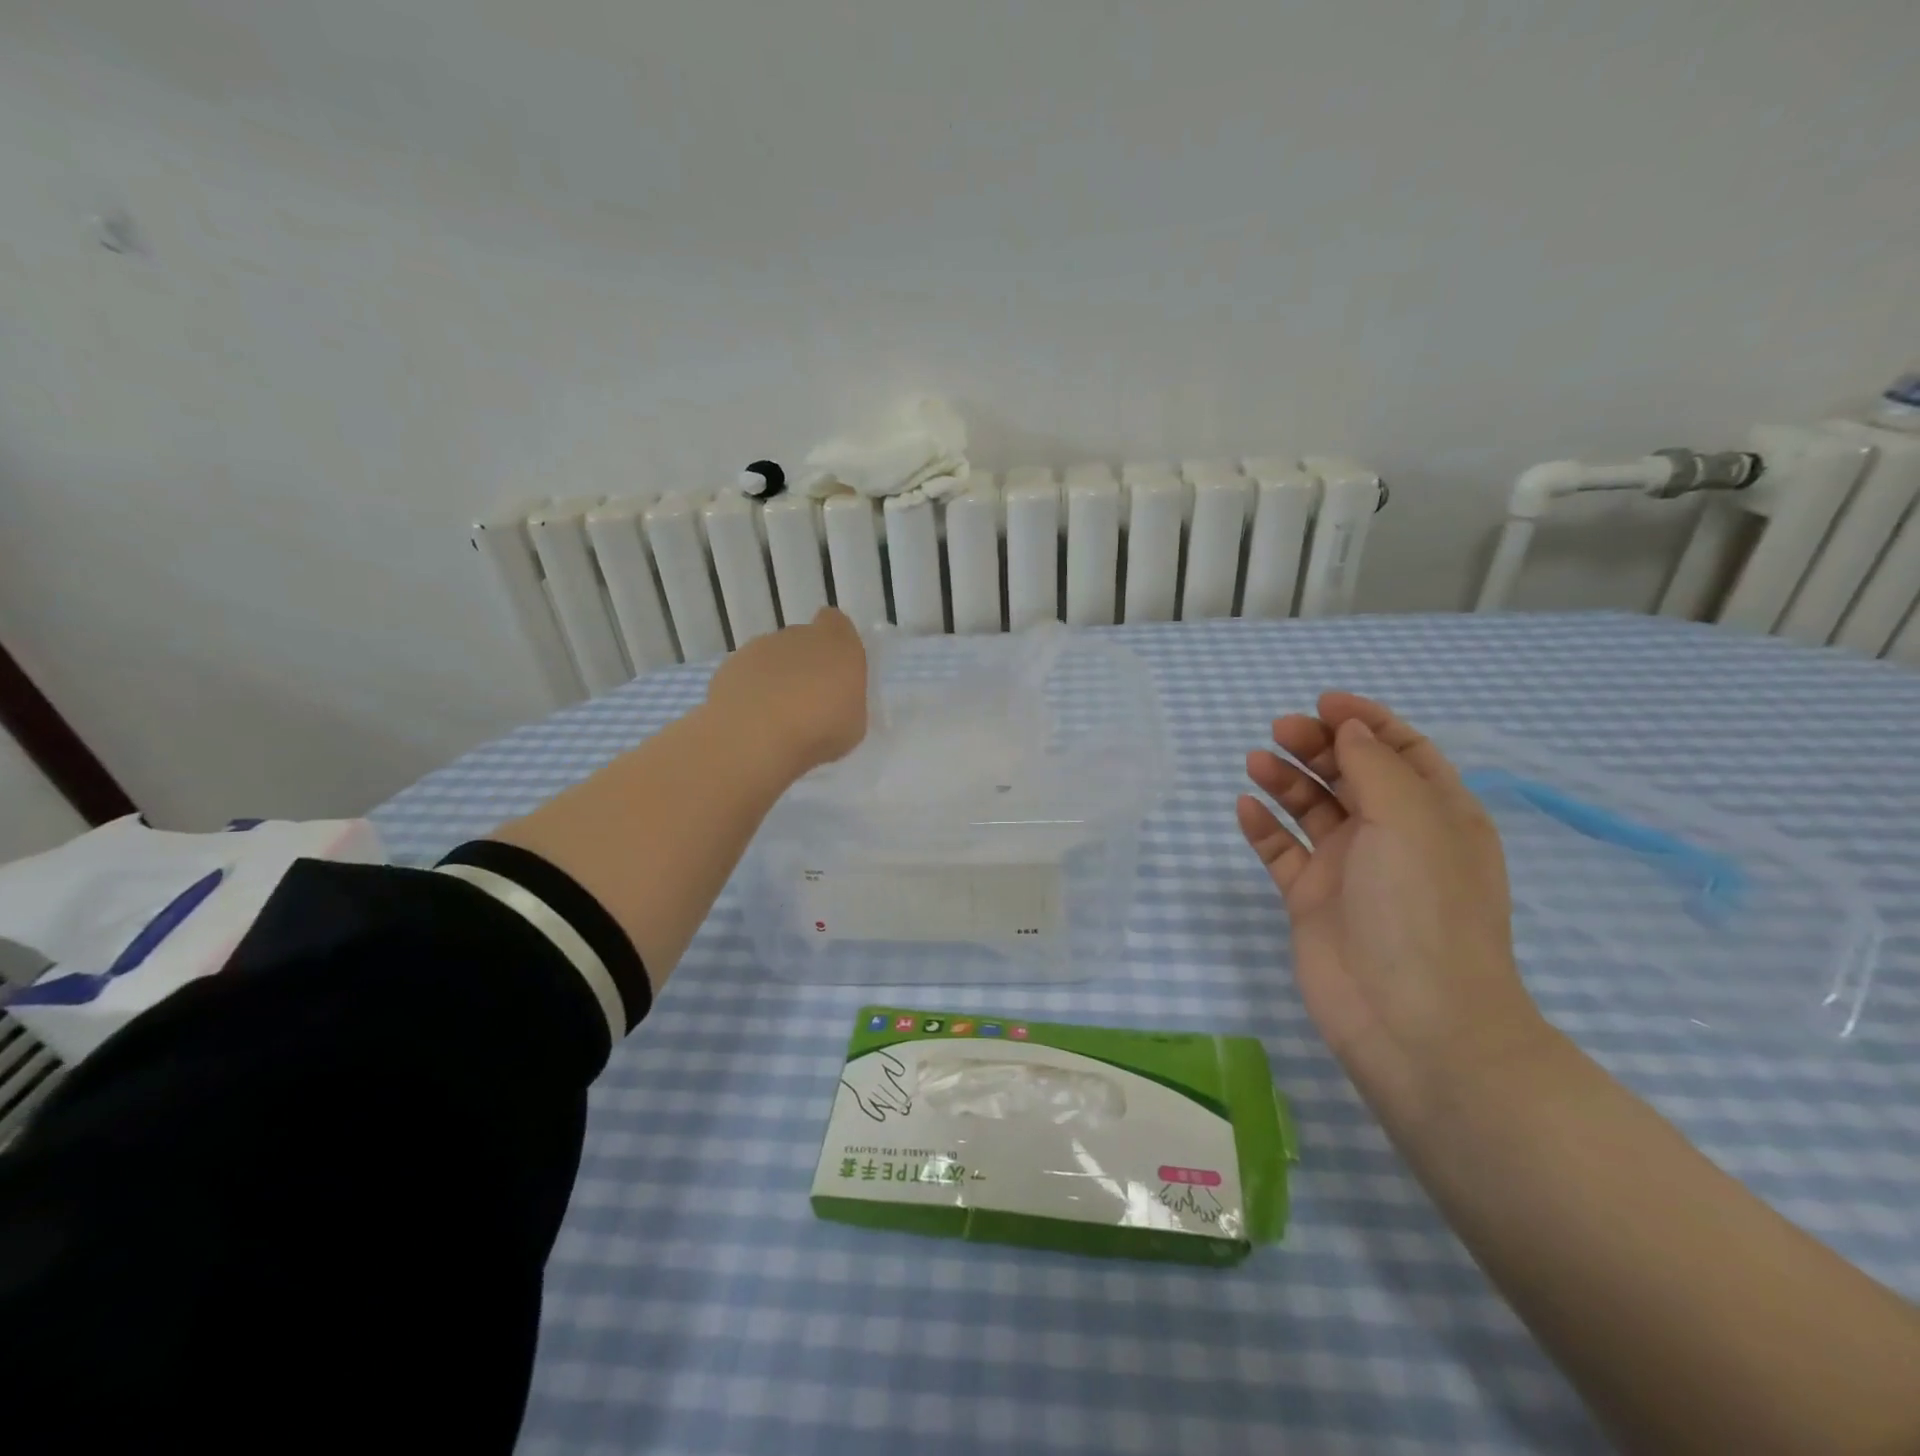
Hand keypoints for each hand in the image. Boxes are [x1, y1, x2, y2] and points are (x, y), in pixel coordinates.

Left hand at [705, 607, 868, 777]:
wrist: (753, 736)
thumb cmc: (818, 730)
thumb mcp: (854, 725)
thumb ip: (846, 703)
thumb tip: (835, 703)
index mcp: (838, 645)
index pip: (836, 623)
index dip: (835, 640)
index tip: (835, 665)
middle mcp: (799, 636)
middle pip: (804, 640)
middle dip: (805, 664)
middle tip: (808, 702)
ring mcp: (761, 648)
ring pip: (773, 657)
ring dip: (776, 678)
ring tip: (777, 717)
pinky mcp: (730, 665)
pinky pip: (747, 674)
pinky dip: (749, 691)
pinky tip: (752, 720)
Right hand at [1236, 693, 1546, 1119]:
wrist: (1411, 1020)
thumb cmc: (1423, 909)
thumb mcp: (1411, 820)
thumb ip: (1375, 766)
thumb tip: (1350, 728)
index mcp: (1436, 815)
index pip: (1401, 751)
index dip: (1365, 721)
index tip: (1323, 703)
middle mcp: (1394, 837)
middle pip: (1350, 774)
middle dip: (1317, 746)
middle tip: (1280, 731)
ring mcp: (1350, 870)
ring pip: (1312, 810)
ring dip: (1286, 781)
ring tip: (1256, 762)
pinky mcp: (1311, 900)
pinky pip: (1283, 852)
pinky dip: (1265, 827)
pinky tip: (1245, 808)